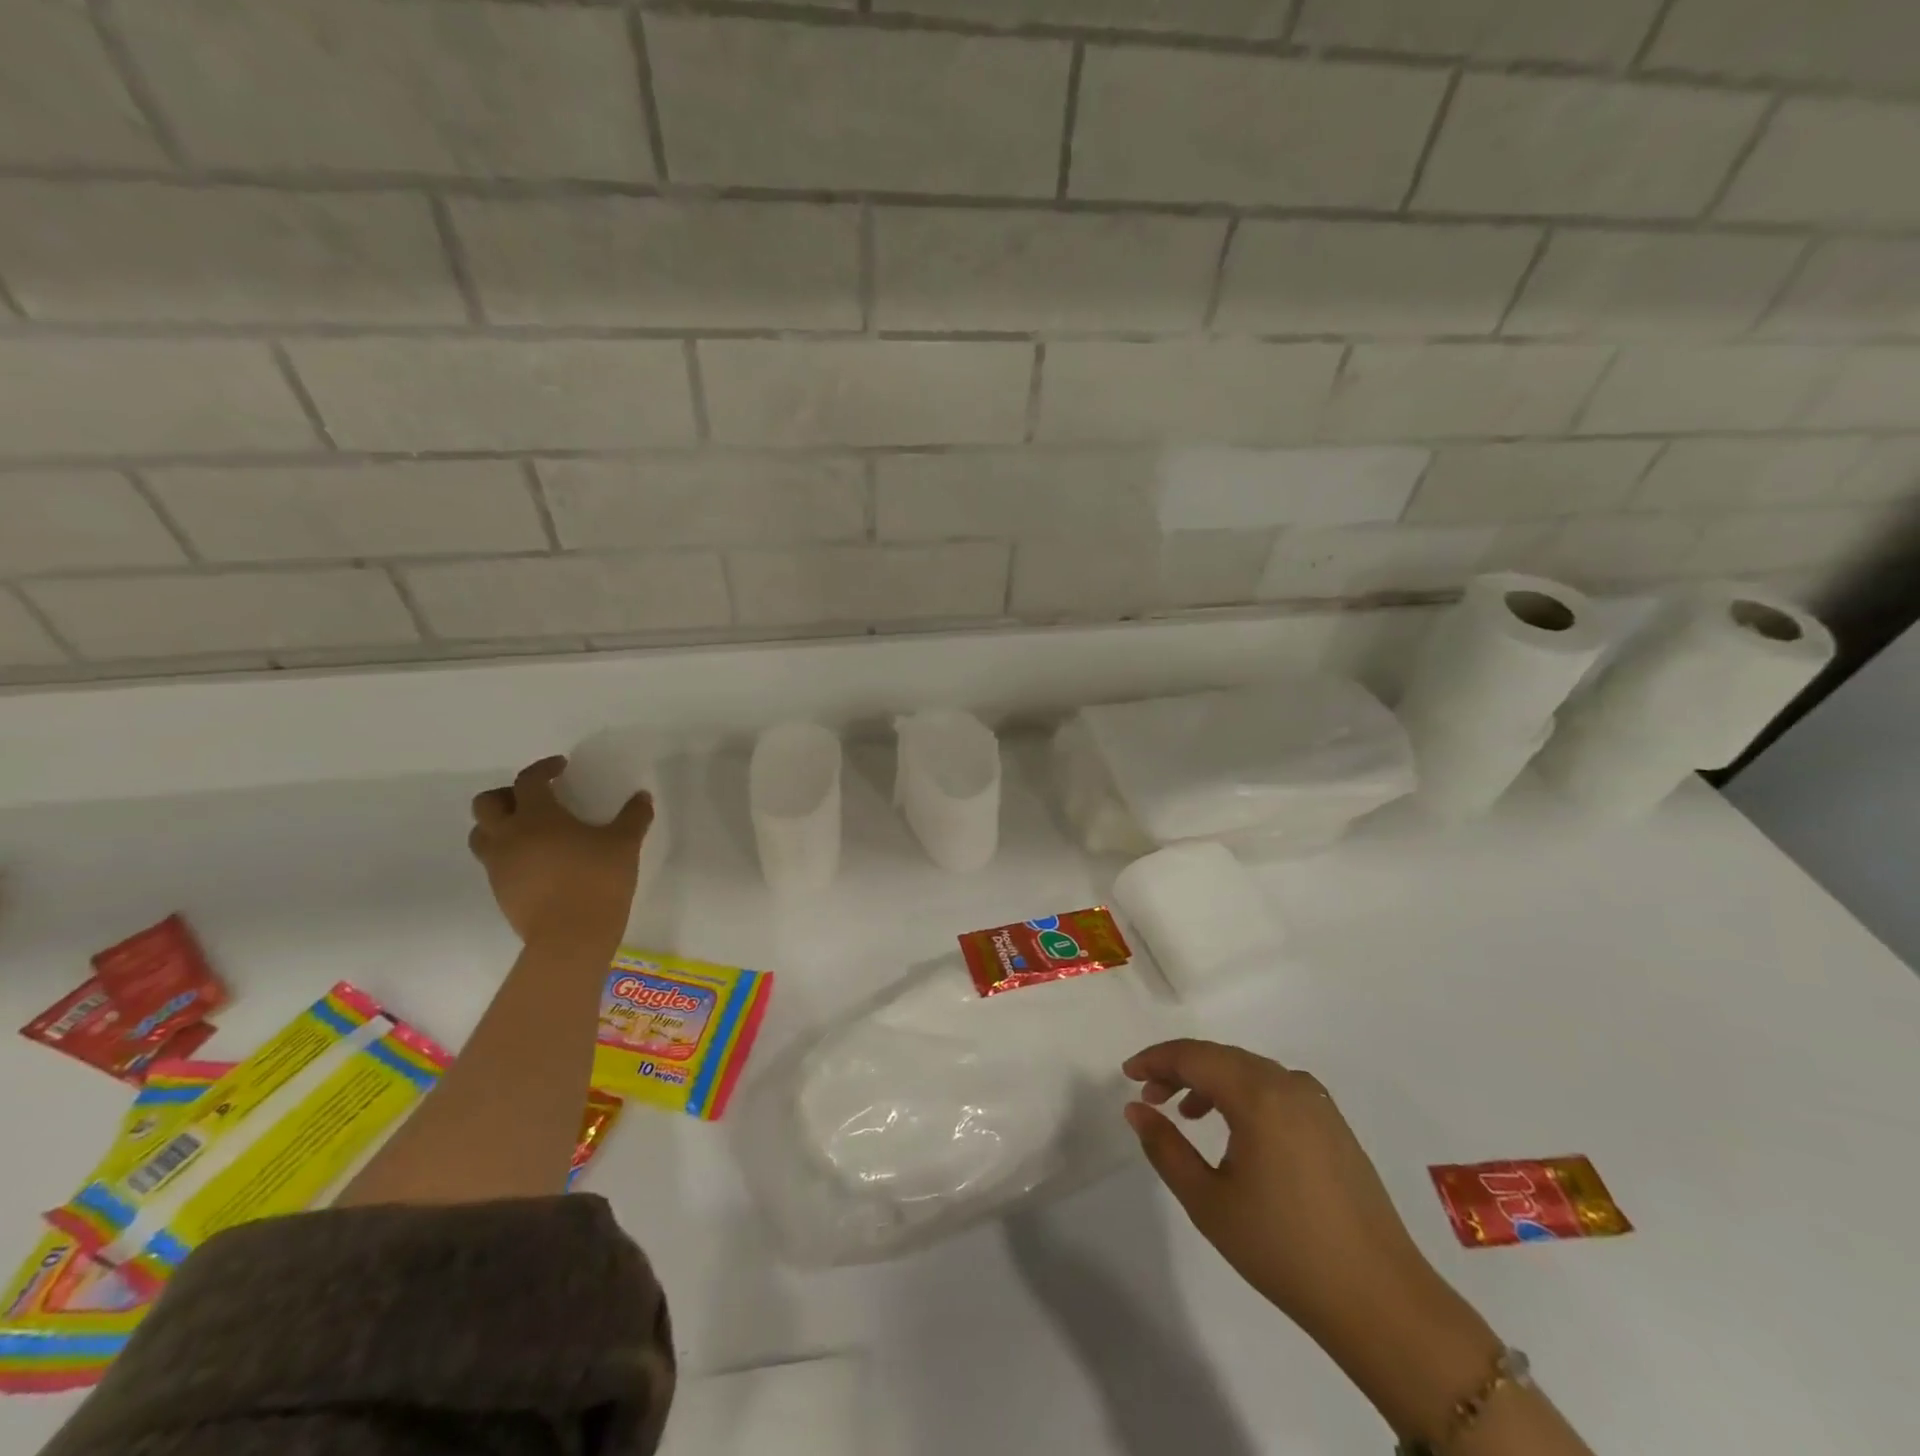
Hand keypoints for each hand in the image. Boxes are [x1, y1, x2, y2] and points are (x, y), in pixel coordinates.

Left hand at [468, 756, 652, 947]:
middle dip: (508, 794)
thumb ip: (634, 816)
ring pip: (481, 834)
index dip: (543, 768)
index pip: (528, 781)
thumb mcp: (625, 844)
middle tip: (536, 798)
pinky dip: (507, 851)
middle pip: (487, 804)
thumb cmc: (598, 881)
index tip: (561, 767)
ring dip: (498, 824)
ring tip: (527, 829)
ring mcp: (498, 866)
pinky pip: (492, 861)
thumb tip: (642, 797)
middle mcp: (509, 836)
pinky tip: (536, 860)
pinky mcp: (499, 890)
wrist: (570, 937)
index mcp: (537, 816)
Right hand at [1122, 1039, 1464, 1348]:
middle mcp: (1289, 1084)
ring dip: (1211, 1082)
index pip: (1194, 1056)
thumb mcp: (1208, 1202)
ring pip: (1249, 1071)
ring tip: (1185, 1114)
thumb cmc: (1283, 1249)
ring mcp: (1317, 1103)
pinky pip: (1275, 1089)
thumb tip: (1136, 1109)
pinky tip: (1233, 1130)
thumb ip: (1165, 1147)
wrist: (1381, 1301)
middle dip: (1180, 1069)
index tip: (1127, 1075)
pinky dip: (1243, 1096)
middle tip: (1149, 1096)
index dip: (1155, 1059)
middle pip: (1221, 1057)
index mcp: (1258, 1094)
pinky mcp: (1334, 1125)